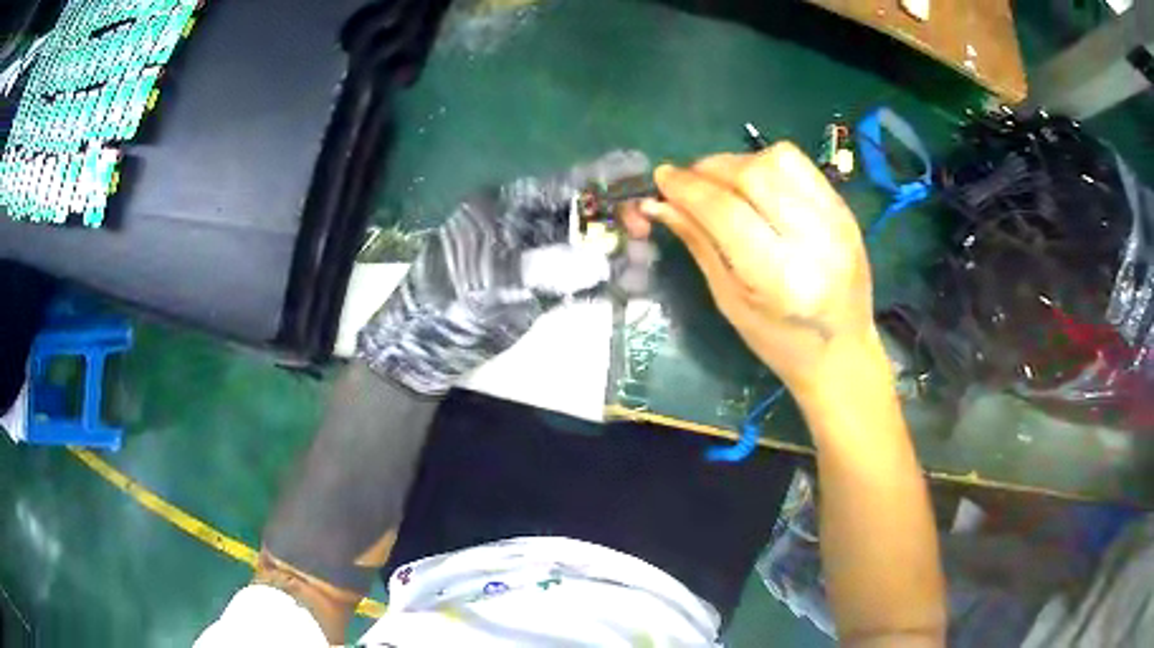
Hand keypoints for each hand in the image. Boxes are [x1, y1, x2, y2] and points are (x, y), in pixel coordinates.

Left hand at [357, 150, 649, 394]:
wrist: (425, 349)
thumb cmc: (447, 302)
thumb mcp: (490, 280)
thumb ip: (544, 267)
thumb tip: (602, 261)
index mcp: (504, 208)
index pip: (558, 184)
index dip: (600, 174)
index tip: (640, 166)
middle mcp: (523, 227)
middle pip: (579, 214)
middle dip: (616, 220)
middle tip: (647, 230)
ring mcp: (534, 260)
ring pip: (585, 249)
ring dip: (617, 255)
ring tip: (647, 264)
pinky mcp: (541, 291)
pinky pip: (581, 282)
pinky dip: (606, 284)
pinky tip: (633, 287)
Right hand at [640, 142, 876, 394]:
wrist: (844, 352)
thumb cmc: (780, 343)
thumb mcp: (730, 301)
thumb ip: (698, 242)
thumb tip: (658, 203)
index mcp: (780, 278)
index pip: (725, 210)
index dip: (686, 187)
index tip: (661, 178)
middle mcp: (813, 241)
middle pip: (752, 173)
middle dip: (709, 169)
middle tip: (689, 181)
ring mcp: (836, 220)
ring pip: (779, 158)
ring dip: (739, 162)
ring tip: (723, 182)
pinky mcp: (845, 209)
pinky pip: (800, 165)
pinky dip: (767, 164)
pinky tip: (755, 184)